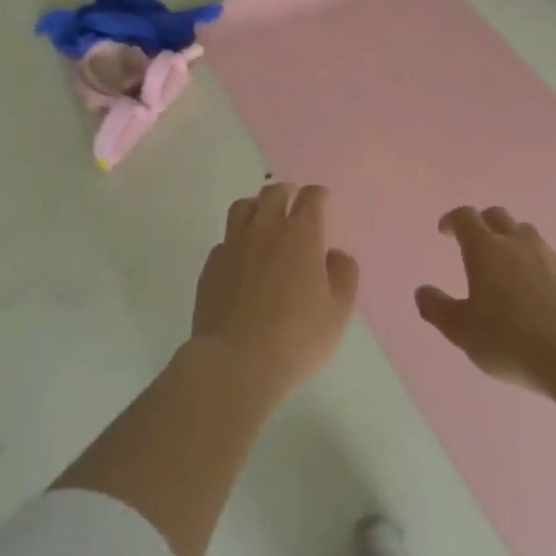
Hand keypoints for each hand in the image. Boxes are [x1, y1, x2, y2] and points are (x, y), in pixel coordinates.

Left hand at [192, 182, 359, 402]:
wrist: (235, 364)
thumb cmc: (297, 339)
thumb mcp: (338, 312)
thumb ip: (344, 276)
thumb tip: (334, 255)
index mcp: (301, 235)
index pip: (311, 198)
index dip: (319, 195)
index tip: (323, 199)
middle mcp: (265, 230)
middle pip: (274, 193)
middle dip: (288, 192)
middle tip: (294, 200)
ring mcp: (233, 246)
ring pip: (243, 207)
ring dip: (258, 206)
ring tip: (264, 217)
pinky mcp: (211, 266)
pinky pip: (225, 239)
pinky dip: (237, 239)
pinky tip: (242, 256)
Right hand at [416, 206, 555, 394]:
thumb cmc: (507, 340)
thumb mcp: (461, 330)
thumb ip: (437, 308)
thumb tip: (422, 291)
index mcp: (486, 249)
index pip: (466, 217)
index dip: (453, 220)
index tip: (445, 232)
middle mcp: (517, 243)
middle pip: (497, 216)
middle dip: (482, 223)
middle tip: (474, 243)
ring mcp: (549, 256)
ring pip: (526, 233)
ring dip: (510, 240)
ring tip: (505, 265)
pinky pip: (547, 257)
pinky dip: (534, 263)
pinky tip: (533, 290)